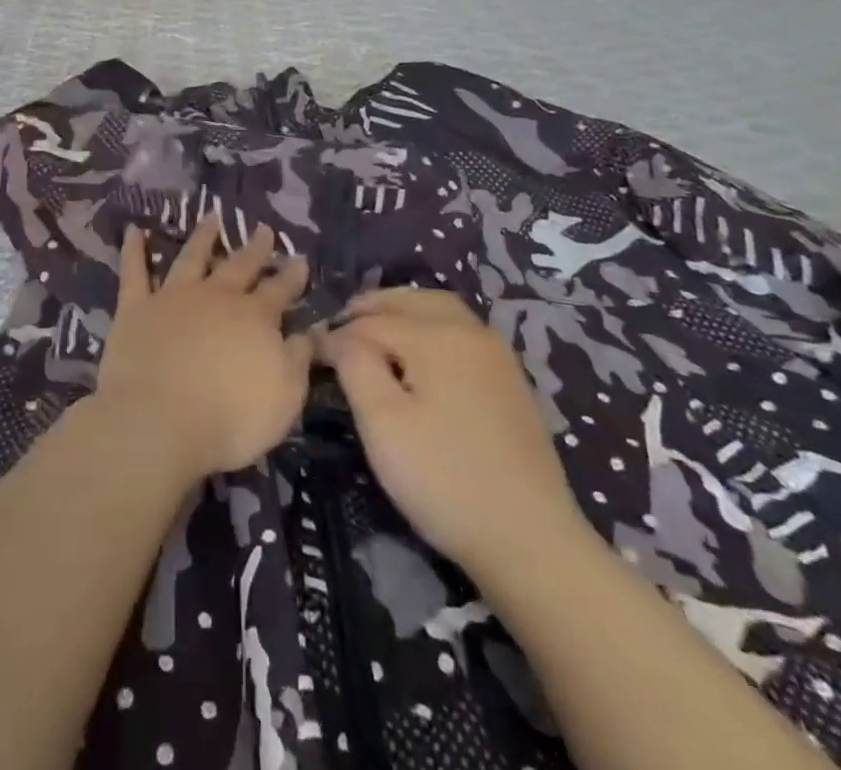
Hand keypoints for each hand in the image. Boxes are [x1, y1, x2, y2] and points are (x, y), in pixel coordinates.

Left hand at [92, 217, 312, 480]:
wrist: (159, 421)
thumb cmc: (230, 418)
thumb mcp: (285, 396)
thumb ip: (297, 359)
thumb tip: (308, 331)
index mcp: (254, 317)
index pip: (279, 290)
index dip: (291, 275)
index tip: (298, 258)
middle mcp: (216, 297)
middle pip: (239, 266)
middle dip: (254, 248)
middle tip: (263, 229)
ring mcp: (173, 297)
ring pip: (191, 257)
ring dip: (203, 237)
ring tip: (212, 217)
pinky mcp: (136, 308)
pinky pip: (134, 272)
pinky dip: (134, 249)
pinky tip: (134, 230)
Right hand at [317, 288, 590, 580]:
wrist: (531, 540)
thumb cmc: (444, 479)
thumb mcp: (382, 423)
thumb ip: (355, 365)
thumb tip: (337, 336)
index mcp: (436, 335)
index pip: (370, 321)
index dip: (335, 335)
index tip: (310, 354)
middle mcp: (469, 330)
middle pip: (408, 300)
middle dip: (370, 308)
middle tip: (339, 330)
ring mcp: (496, 354)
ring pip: (439, 309)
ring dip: (402, 311)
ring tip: (375, 334)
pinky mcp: (510, 380)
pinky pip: (460, 331)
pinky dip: (430, 327)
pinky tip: (419, 357)